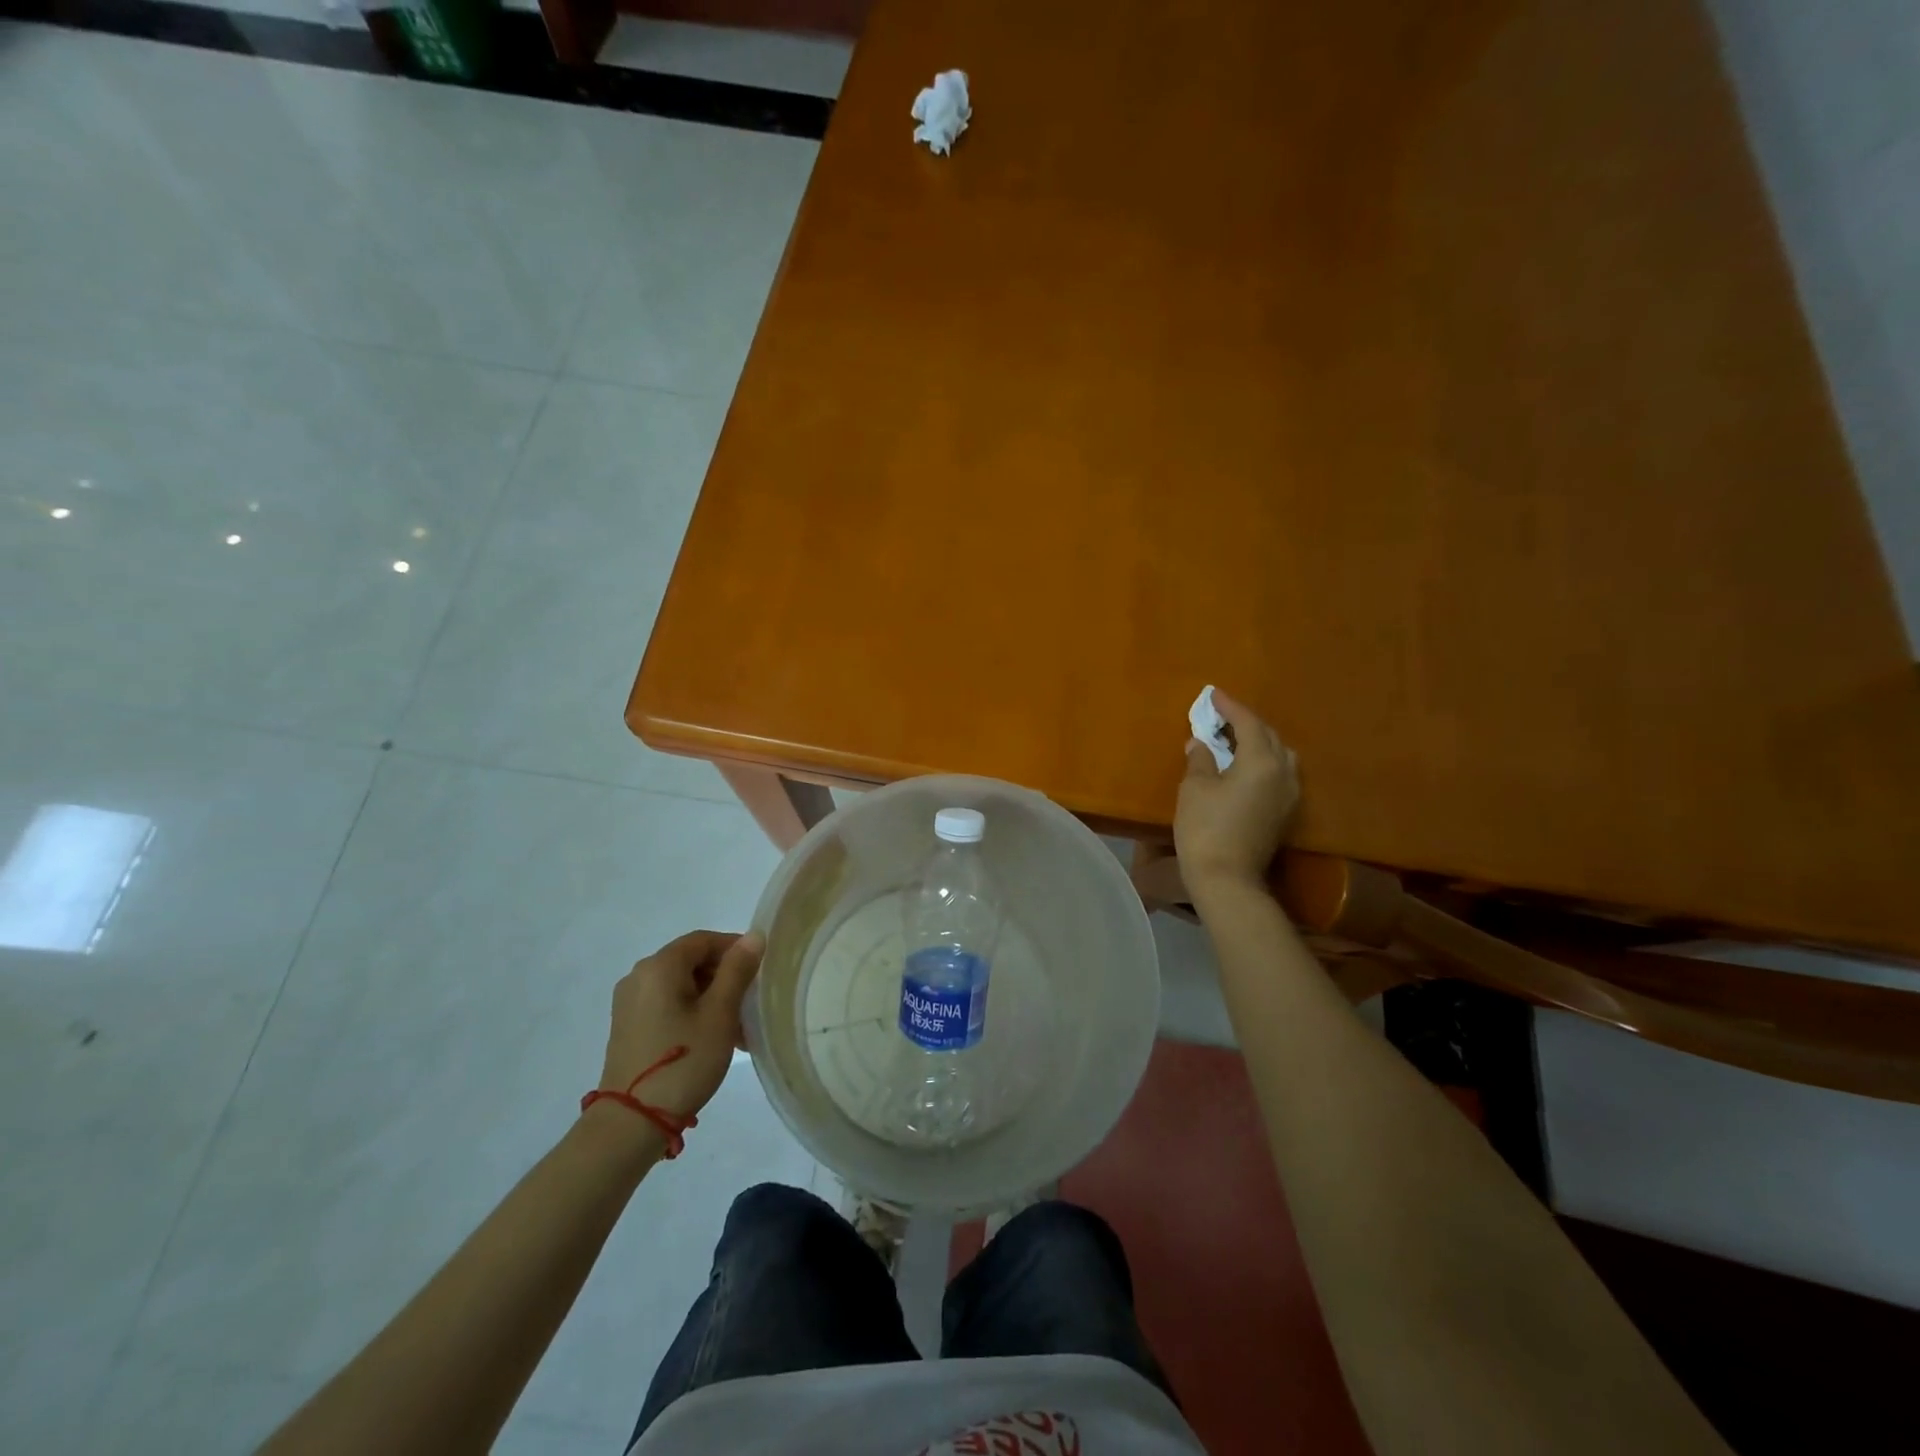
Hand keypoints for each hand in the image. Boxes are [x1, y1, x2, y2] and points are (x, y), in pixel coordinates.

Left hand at [596, 931, 762, 1121]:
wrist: (631, 1123)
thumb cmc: (683, 1061)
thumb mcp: (720, 1013)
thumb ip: (737, 970)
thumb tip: (753, 936)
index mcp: (659, 966)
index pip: (704, 940)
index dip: (735, 949)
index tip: (759, 971)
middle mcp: (639, 976)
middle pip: (691, 962)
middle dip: (725, 978)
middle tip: (751, 1004)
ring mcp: (629, 1003)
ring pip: (681, 986)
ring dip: (712, 999)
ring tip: (738, 1030)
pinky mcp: (628, 1027)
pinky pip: (667, 1005)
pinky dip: (693, 1013)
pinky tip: (713, 1040)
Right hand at [1175, 689, 1299, 891]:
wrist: (1227, 878)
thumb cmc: (1205, 828)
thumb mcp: (1194, 788)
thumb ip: (1200, 759)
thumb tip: (1200, 743)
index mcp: (1262, 762)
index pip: (1248, 723)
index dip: (1230, 707)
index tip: (1213, 694)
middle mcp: (1283, 773)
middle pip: (1269, 736)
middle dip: (1246, 722)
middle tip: (1222, 716)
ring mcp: (1289, 795)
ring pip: (1279, 755)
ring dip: (1259, 742)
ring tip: (1235, 739)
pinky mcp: (1285, 813)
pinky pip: (1279, 774)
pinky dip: (1263, 762)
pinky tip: (1245, 766)